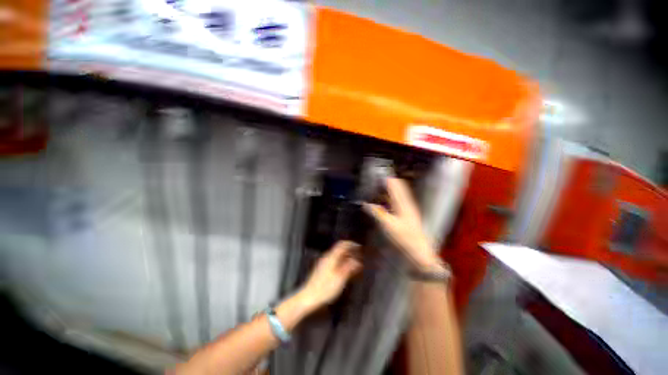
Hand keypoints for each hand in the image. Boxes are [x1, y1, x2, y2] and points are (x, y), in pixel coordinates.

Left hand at [298, 241, 361, 310]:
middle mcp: (327, 257)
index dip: (351, 244)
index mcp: (331, 257)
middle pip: (339, 249)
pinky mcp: (322, 269)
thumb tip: (356, 261)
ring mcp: (323, 263)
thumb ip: (348, 267)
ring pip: (337, 256)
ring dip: (346, 257)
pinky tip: (345, 270)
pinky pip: (334, 261)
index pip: (342, 245)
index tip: (359, 247)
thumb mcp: (340, 278)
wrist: (309, 297)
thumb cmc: (325, 288)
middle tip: (358, 256)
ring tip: (354, 264)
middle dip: (350, 251)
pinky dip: (341, 262)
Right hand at [363, 177, 442, 270]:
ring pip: (400, 194)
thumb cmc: (404, 238)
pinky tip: (385, 202)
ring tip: (379, 190)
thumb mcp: (388, 225)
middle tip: (377, 183)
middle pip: (399, 187)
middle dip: (389, 183)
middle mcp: (407, 203)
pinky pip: (400, 201)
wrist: (420, 251)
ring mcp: (409, 209)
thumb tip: (366, 204)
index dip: (387, 179)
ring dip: (390, 190)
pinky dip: (392, 198)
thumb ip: (377, 213)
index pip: (396, 185)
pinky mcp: (409, 215)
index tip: (377, 176)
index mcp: (403, 203)